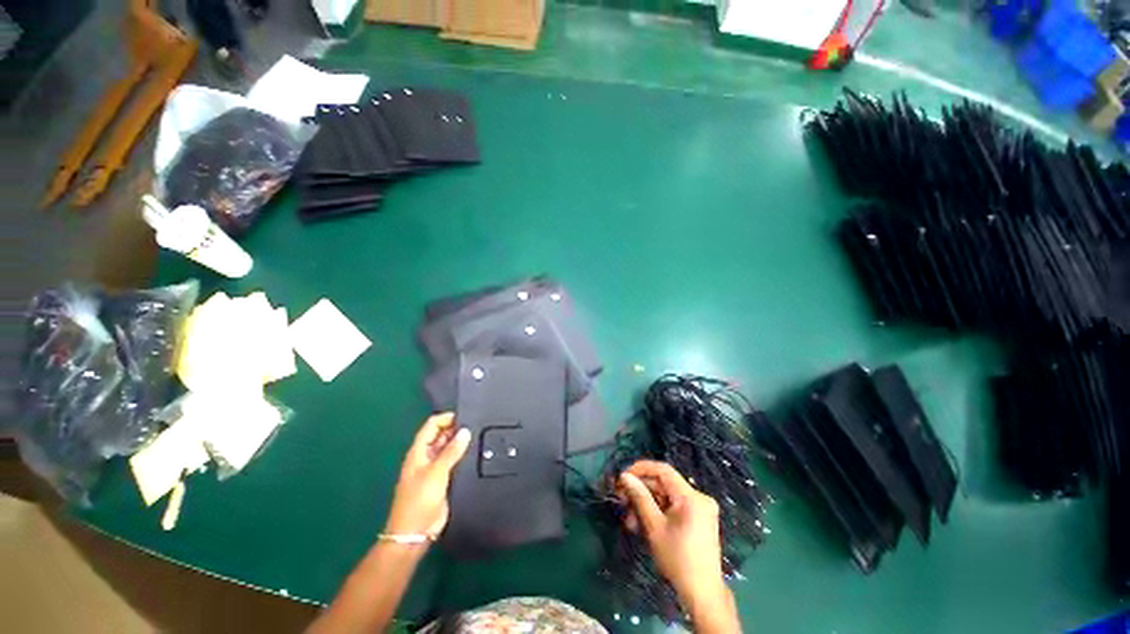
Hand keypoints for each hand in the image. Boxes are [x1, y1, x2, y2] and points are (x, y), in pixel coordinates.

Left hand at [384, 413, 470, 538]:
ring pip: (448, 448)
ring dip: (460, 442)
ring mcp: (434, 468)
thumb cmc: (419, 500)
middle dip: (456, 429)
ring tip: (479, 435)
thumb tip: (465, 431)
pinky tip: (475, 453)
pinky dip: (462, 455)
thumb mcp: (436, 472)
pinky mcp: (443, 479)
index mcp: (418, 452)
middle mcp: (426, 457)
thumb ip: (451, 451)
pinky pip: (454, 461)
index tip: (466, 416)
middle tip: (476, 425)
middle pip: (441, 435)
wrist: (415, 533)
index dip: (446, 418)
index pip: (432, 425)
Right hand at [617, 460, 735, 626]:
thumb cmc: (677, 560)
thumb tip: (624, 476)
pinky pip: (675, 505)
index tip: (623, 476)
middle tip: (622, 499)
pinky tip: (644, 522)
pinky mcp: (700, 518)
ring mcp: (701, 508)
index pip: (664, 470)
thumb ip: (640, 497)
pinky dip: (659, 511)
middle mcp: (699, 497)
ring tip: (630, 519)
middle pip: (665, 484)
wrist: (703, 594)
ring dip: (647, 503)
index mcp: (692, 497)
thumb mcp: (654, 527)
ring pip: (667, 496)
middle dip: (642, 490)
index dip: (642, 468)